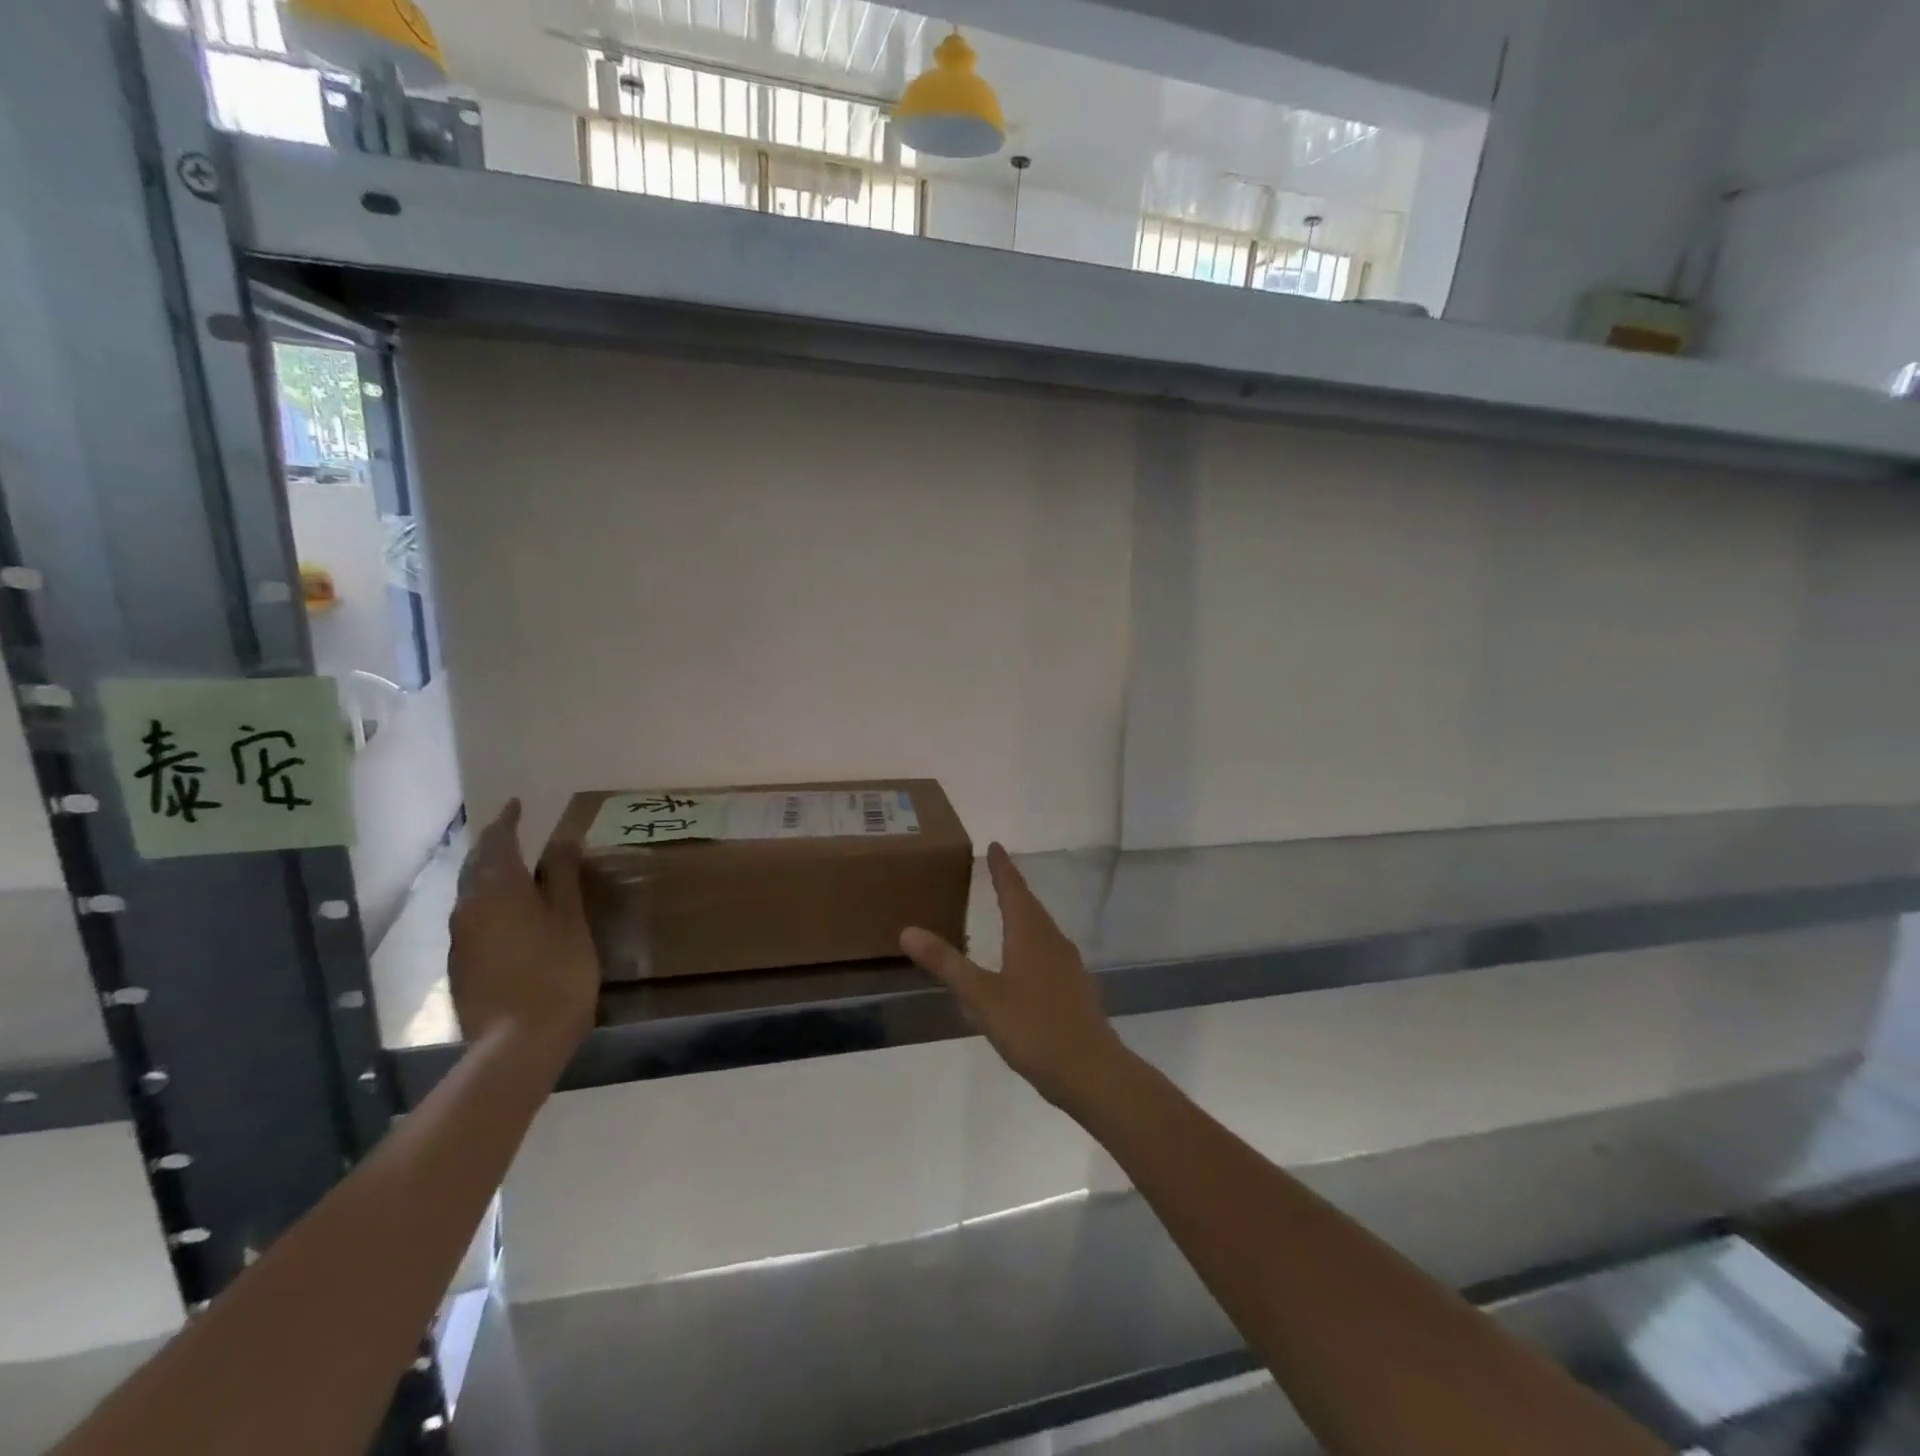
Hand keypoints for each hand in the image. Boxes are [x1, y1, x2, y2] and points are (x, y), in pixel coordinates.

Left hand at [448, 800, 597, 1060]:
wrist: (518, 1042)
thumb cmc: (556, 971)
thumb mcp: (569, 918)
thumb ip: (561, 876)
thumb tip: (563, 837)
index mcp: (498, 890)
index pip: (498, 842)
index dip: (508, 821)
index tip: (517, 804)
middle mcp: (469, 908)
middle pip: (476, 866)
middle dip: (493, 845)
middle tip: (514, 832)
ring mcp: (461, 939)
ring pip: (471, 893)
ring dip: (489, 874)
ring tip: (513, 869)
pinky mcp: (461, 965)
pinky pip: (473, 919)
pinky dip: (489, 903)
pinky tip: (509, 914)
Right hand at [901, 842, 1126, 1107]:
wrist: (1091, 1072)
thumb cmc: (1033, 1028)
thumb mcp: (981, 997)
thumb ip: (947, 964)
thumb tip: (908, 930)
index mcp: (1030, 935)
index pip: (1012, 890)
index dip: (1002, 868)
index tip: (996, 845)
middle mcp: (1052, 941)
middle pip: (1030, 905)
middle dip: (1012, 888)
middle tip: (997, 872)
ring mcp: (1068, 965)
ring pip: (1042, 928)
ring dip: (1024, 914)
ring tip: (1007, 911)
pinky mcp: (1075, 987)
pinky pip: (1048, 950)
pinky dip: (1032, 942)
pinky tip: (1024, 962)